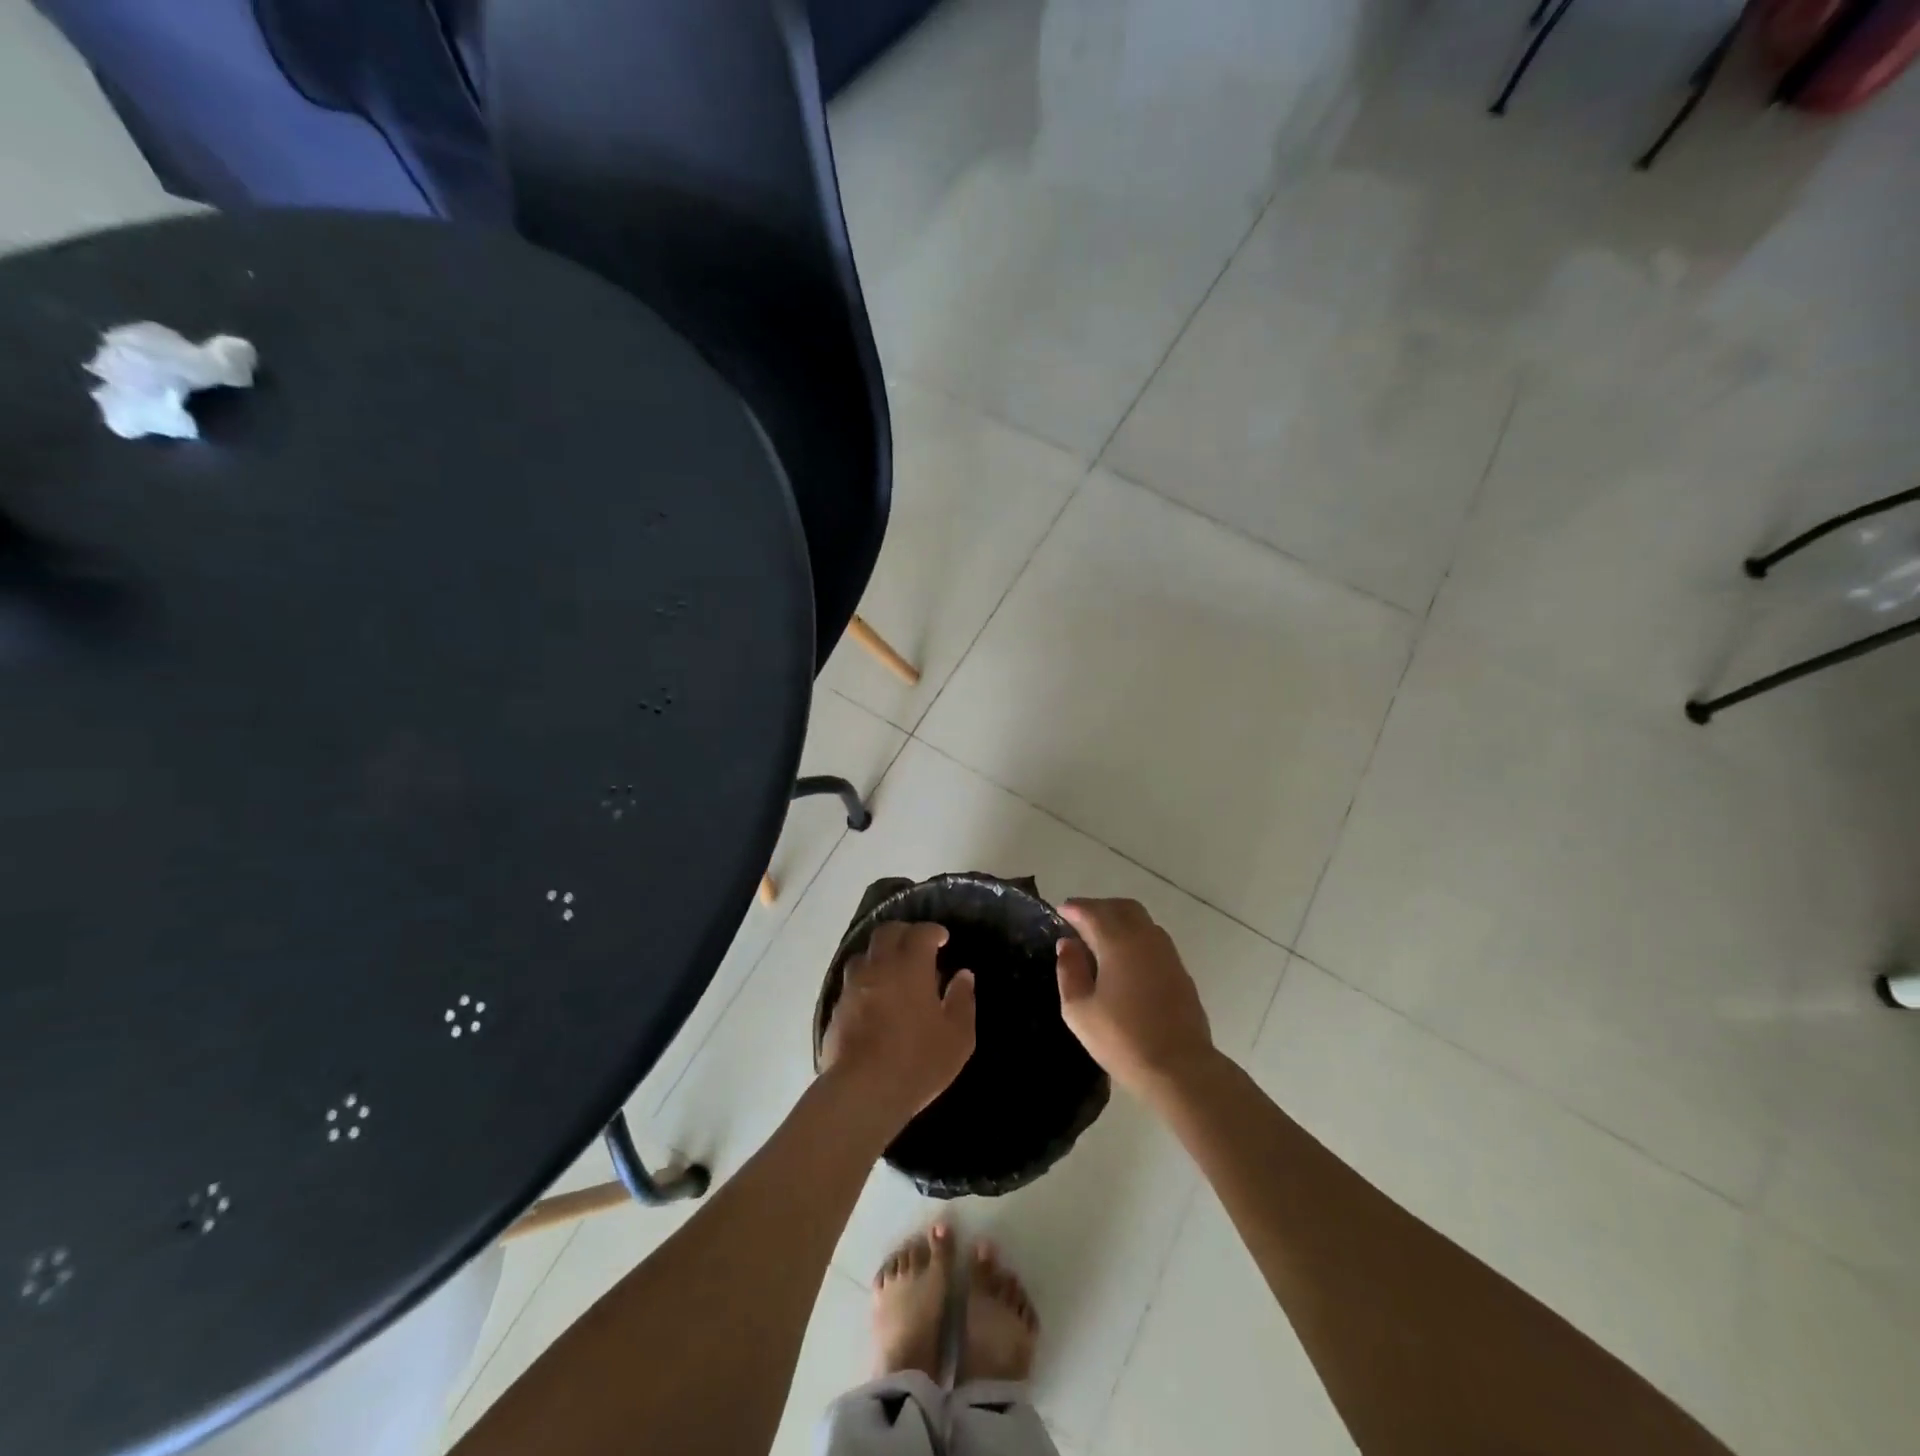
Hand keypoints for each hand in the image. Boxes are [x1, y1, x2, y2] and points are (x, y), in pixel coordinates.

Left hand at [820, 922, 975, 1124]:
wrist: (862, 1091)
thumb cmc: (918, 1061)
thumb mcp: (957, 1036)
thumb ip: (962, 1000)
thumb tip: (963, 975)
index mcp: (910, 967)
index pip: (920, 933)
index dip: (932, 931)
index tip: (942, 938)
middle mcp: (878, 967)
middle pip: (886, 933)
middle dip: (903, 932)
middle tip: (917, 945)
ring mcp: (852, 987)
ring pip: (863, 954)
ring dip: (879, 954)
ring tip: (892, 970)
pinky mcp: (837, 1009)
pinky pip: (851, 982)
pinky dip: (865, 981)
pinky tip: (873, 998)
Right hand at [1057, 898, 1214, 1098]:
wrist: (1180, 1068)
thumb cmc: (1122, 1039)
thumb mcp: (1079, 1010)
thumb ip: (1070, 970)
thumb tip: (1068, 944)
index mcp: (1118, 941)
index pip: (1092, 911)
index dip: (1074, 908)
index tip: (1060, 911)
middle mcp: (1145, 937)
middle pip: (1120, 907)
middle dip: (1097, 908)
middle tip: (1078, 921)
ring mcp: (1167, 952)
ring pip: (1141, 919)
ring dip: (1118, 919)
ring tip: (1099, 938)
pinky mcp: (1180, 969)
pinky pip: (1153, 937)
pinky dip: (1135, 935)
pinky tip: (1124, 958)